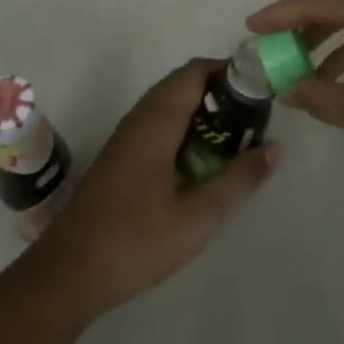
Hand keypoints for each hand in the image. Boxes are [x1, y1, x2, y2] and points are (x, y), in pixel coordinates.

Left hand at [29, 59, 276, 319]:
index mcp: (158, 119)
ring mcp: (127, 135)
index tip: (259, 90)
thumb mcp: (198, 215)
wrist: (69, 272)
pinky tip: (200, 161)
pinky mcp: (121, 156)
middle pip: (183, 83)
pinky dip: (184, 127)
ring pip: (170, 103)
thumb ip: (238, 179)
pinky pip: (158, 123)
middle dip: (220, 92)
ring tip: (234, 139)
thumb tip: (275, 147)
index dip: (229, 71)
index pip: (196, 71)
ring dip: (202, 111)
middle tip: (252, 118)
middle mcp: (140, 116)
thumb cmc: (136, 239)